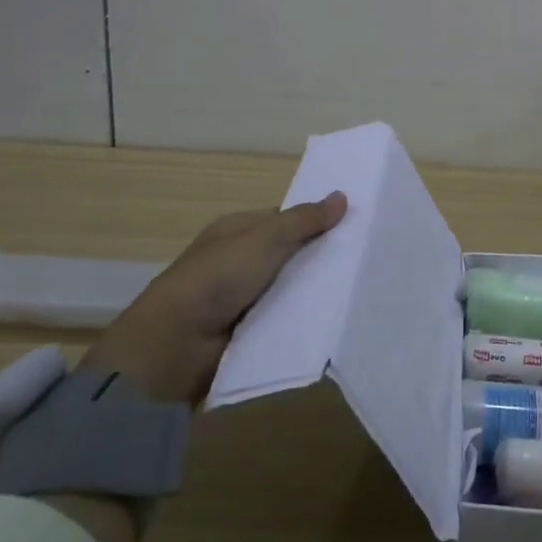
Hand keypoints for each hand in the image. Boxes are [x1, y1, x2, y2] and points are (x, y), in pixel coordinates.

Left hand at [83, 193, 347, 403]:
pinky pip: (283, 321)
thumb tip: (342, 197)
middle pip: (289, 256)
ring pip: (289, 290)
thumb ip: (304, 221)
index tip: (353, 229)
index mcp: (237, 232)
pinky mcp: (248, 333)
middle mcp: (239, 262)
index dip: (315, 222)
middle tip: (364, 263)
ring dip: (314, 293)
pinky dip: (302, 321)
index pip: (284, 221)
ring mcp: (242, 299)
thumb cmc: (218, 277)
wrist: (176, 345)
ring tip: (360, 293)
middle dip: (319, 260)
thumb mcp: (265, 239)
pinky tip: (335, 321)